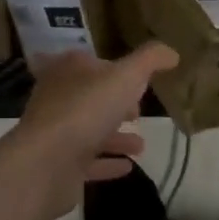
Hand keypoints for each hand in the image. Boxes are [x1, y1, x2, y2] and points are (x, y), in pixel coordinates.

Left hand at [7, 43, 179, 216]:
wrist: (46, 163)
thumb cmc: (85, 110)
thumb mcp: (125, 76)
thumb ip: (149, 61)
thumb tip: (172, 52)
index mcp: (68, 71)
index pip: (90, 63)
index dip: (115, 70)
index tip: (138, 83)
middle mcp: (57, 99)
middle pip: (89, 98)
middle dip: (114, 104)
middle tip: (137, 113)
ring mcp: (55, 133)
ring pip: (89, 131)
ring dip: (115, 137)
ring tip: (141, 145)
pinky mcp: (58, 165)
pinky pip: (87, 162)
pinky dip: (107, 162)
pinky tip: (127, 166)